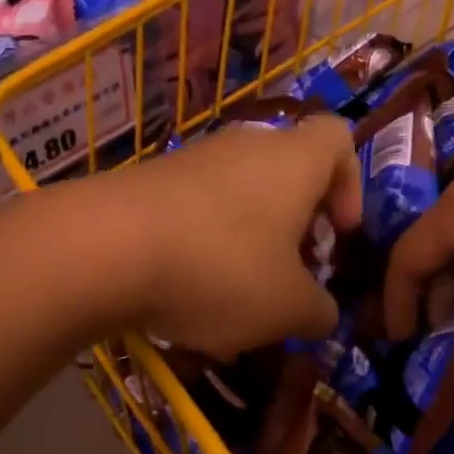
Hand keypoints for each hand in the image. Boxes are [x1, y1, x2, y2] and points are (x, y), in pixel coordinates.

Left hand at [113, 114, 362, 357]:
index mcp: (294, 161)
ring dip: (250, 240)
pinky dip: (204, 244)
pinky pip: (197, 208)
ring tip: (234, 296)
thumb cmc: (220, 268)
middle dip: (297, 225)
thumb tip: (322, 313)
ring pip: (241, 194)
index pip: (338, 139)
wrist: (103, 247)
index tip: (339, 233)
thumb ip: (318, 312)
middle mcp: (247, 146)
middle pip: (288, 172)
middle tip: (290, 274)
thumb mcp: (287, 309)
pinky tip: (185, 292)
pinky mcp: (151, 180)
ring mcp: (194, 159)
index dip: (350, 183)